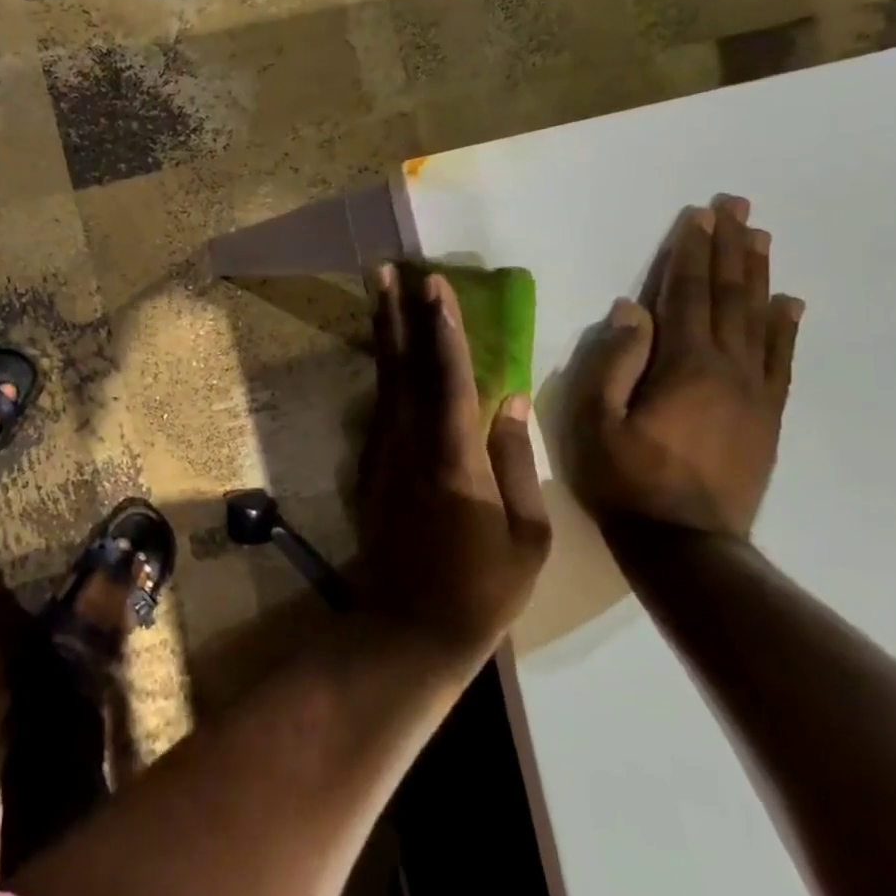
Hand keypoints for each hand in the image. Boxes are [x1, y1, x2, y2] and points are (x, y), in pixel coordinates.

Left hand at [357, 265, 552, 656]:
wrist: (409, 626)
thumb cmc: (481, 588)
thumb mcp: (526, 536)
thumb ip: (515, 460)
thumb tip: (510, 399)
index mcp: (454, 460)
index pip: (448, 379)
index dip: (442, 329)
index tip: (434, 287)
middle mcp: (410, 445)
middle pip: (403, 366)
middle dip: (396, 315)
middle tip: (385, 270)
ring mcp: (384, 454)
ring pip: (385, 380)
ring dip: (383, 333)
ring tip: (379, 293)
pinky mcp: (370, 467)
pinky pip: (381, 406)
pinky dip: (383, 371)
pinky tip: (387, 351)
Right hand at [561, 197, 803, 540]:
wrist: (686, 544)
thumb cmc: (625, 478)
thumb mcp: (595, 420)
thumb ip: (612, 361)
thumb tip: (630, 308)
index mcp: (684, 365)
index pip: (686, 294)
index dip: (690, 252)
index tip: (698, 215)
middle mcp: (728, 368)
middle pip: (729, 296)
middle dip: (730, 248)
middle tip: (737, 205)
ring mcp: (754, 393)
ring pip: (760, 320)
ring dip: (757, 275)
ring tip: (760, 237)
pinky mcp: (766, 417)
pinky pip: (781, 360)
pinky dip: (786, 327)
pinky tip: (789, 303)